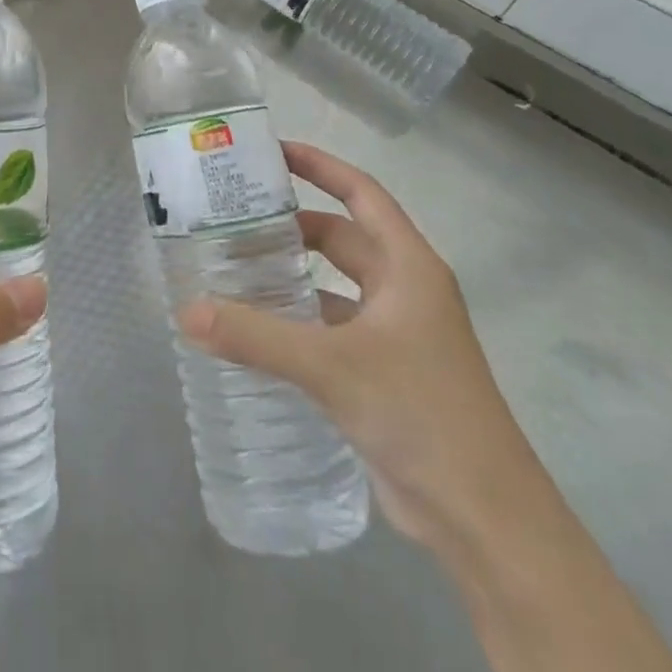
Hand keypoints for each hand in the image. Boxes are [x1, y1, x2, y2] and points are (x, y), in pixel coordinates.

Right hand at [179, 141, 542, 562]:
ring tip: (233, 267)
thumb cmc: (421, 414)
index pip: (361, 194)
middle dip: (292, 225)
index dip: (320, 166)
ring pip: (334, 286)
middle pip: (342, 238)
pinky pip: (332, 328)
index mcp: (408, 268)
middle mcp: (404, 291)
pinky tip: (257, 329)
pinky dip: (297, 321)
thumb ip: (255, 336)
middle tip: (232, 216)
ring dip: (292, 275)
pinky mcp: (385, 374)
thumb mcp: (332, 366)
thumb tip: (185, 313)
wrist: (486, 521)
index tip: (272, 150)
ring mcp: (397, 335)